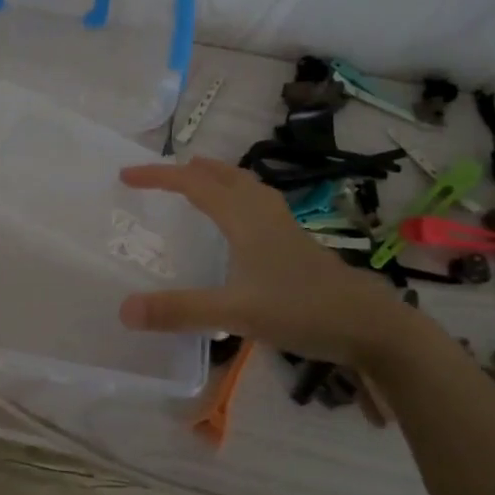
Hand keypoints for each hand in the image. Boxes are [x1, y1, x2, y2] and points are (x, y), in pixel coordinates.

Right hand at [116, 157, 415, 365]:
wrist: (369, 324)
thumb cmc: (301, 310)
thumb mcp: (235, 313)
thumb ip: (180, 311)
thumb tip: (124, 310)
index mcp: (243, 217)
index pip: (192, 184)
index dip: (157, 176)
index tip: (125, 175)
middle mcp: (262, 211)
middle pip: (221, 175)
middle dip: (187, 170)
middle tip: (159, 176)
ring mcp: (283, 225)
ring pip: (244, 186)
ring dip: (215, 179)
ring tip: (196, 185)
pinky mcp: (296, 241)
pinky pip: (257, 203)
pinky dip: (235, 198)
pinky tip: (239, 225)